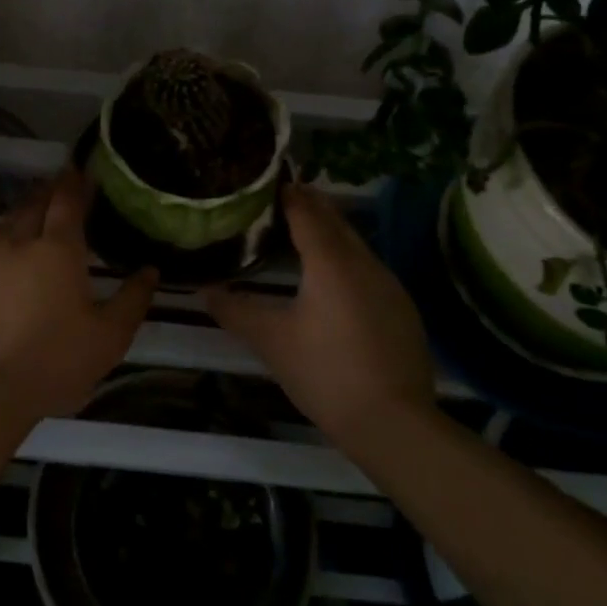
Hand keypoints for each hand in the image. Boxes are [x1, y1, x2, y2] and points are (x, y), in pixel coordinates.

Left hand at [0, 170, 158, 423]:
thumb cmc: (55, 362)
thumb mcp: (109, 337)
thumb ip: (133, 300)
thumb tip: (150, 271)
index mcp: (58, 250)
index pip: (67, 201)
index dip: (75, 183)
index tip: (80, 171)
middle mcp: (17, 243)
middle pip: (32, 205)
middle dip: (46, 191)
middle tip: (57, 186)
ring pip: (2, 225)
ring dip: (19, 215)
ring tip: (29, 216)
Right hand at [207, 184, 434, 449]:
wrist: (394, 423)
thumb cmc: (326, 373)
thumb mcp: (272, 341)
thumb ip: (236, 311)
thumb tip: (204, 290)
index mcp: (331, 262)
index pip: (307, 213)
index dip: (288, 195)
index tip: (269, 182)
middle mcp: (364, 263)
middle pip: (336, 222)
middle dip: (311, 206)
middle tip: (283, 198)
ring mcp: (389, 285)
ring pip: (356, 244)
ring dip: (331, 232)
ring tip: (304, 232)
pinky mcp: (402, 309)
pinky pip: (369, 268)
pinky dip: (347, 259)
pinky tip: (335, 278)